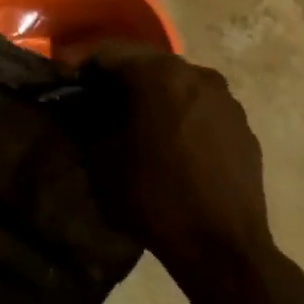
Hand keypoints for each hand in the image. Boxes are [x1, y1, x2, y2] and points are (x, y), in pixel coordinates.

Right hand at [65, 44, 271, 270]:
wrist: (223, 250)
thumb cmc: (154, 197)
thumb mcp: (100, 159)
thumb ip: (84, 122)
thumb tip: (76, 107)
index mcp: (158, 73)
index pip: (107, 53)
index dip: (79, 64)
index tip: (61, 78)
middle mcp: (195, 73)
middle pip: (144, 63)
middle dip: (116, 77)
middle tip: (92, 96)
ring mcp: (225, 99)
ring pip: (176, 84)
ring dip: (151, 94)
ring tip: (131, 119)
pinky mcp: (242, 126)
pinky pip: (200, 108)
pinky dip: (178, 114)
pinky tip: (167, 141)